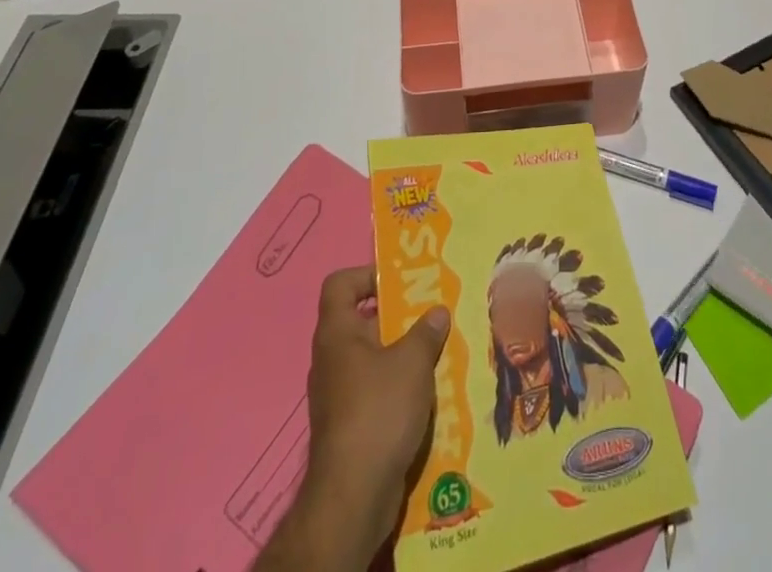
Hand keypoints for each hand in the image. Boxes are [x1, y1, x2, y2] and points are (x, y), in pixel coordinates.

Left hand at [292, 267, 451, 563]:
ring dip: (404, 354)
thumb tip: (437, 312)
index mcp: (337, 334)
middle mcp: (332, 359)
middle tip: (432, 313)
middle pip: (362, 321)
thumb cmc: (378, 411)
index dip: (366, 275)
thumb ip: (426, 331)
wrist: (353, 496)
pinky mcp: (349, 426)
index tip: (400, 281)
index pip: (339, 285)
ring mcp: (338, 395)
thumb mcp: (412, 362)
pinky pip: (376, 391)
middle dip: (398, 316)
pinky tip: (429, 392)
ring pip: (373, 359)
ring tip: (439, 351)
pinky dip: (399, 387)